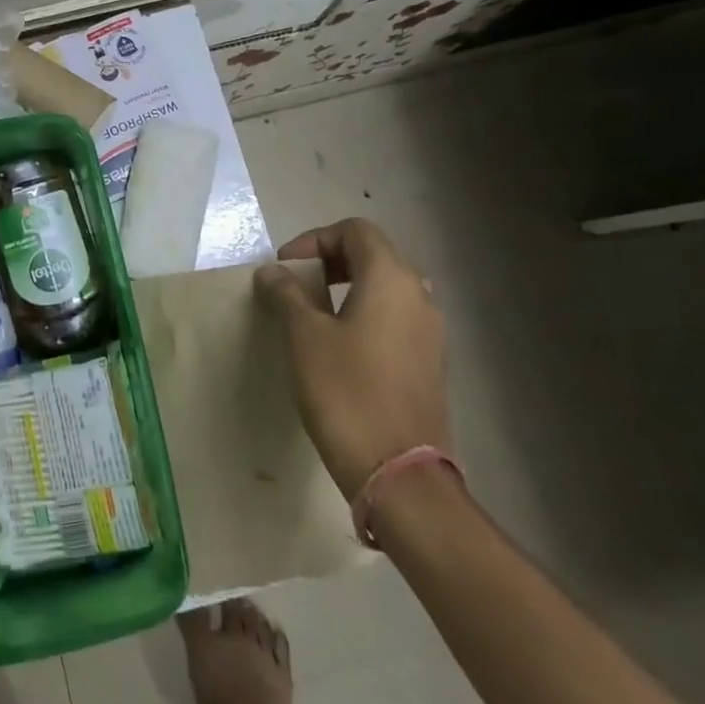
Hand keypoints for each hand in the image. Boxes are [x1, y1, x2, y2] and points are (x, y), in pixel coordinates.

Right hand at [255, 218, 448, 497]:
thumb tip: (273, 272)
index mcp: (391, 279)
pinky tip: (340, 344)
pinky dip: (366, 313)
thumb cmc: (345, 390)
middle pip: (374, 254)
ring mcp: (431, 331)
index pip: (355, 231)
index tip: (285, 268)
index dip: (315, 239)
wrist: (398, 472)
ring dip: (349, 287)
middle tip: (297, 283)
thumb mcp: (303, 335)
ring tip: (314, 312)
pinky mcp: (430, 363)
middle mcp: (419, 295)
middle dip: (331, 261)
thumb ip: (286, 293)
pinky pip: (396, 317)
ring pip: (387, 287)